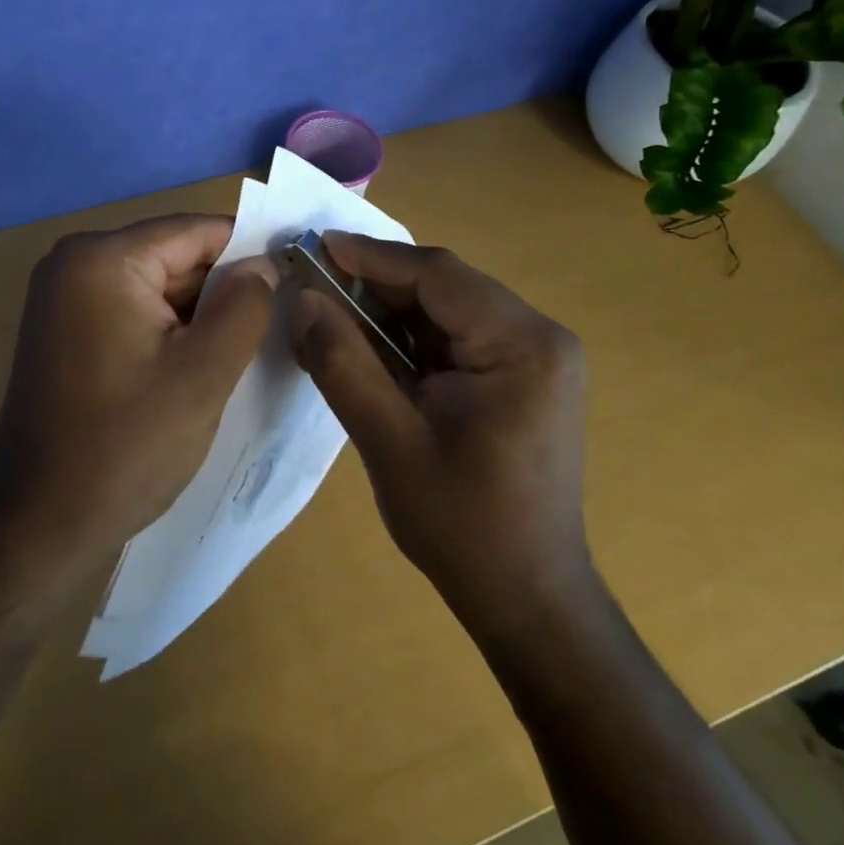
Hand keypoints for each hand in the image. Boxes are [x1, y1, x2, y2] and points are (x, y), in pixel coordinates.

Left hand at [0, 214, 276, 582]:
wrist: (41, 525)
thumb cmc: (126, 446)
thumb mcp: (204, 373)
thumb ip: (246, 305)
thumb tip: (265, 264)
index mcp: (102, 258)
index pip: (196, 231)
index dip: (250, 251)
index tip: (295, 278)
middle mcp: (74, 262)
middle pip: (174, 256)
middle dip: (224, 287)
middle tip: (278, 323)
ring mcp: (63, 297)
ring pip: (157, 286)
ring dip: (200, 313)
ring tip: (246, 348)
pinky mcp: (65, 330)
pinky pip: (133, 311)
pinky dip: (170, 330)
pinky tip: (200, 363)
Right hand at [291, 234, 590, 635]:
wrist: (529, 599)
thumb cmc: (462, 525)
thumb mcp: (388, 440)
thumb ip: (342, 362)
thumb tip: (303, 298)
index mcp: (522, 345)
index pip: (438, 275)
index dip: (371, 256)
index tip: (315, 246)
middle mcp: (540, 336)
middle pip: (445, 286)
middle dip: (376, 283)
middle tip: (314, 283)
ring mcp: (537, 356)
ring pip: (447, 308)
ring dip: (389, 310)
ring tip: (330, 312)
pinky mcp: (523, 375)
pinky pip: (457, 336)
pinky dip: (410, 336)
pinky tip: (369, 346)